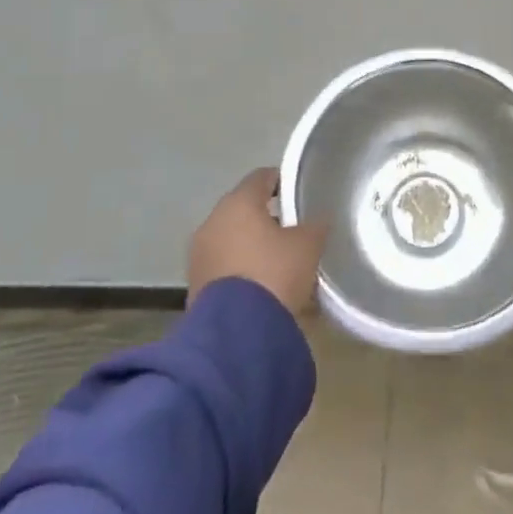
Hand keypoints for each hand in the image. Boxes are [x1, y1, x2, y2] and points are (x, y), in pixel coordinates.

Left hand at [187, 167, 329, 313]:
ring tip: (279, 264)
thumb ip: (314, 225)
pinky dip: (241, 272)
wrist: (235, 336)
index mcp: (238, 202)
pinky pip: (224, 268)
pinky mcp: (195, 287)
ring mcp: (200, 255)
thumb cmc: (274, 274)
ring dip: (252, 247)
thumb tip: (317, 220)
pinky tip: (262, 288)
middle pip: (244, 209)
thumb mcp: (308, 245)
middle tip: (293, 232)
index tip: (299, 195)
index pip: (262, 177)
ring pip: (232, 240)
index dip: (283, 182)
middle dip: (267, 218)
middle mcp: (213, 221)